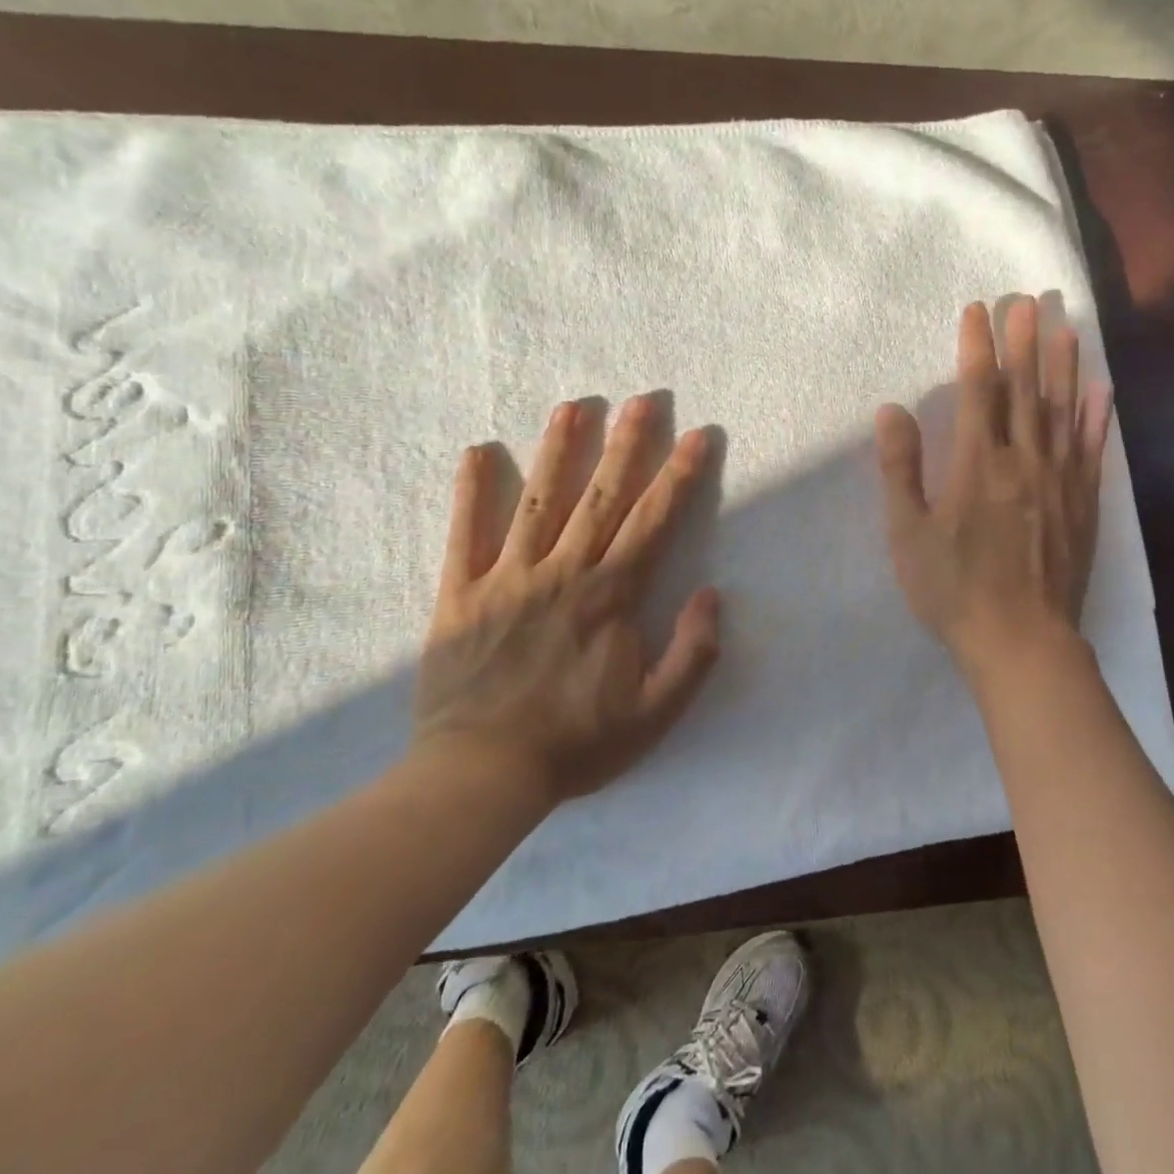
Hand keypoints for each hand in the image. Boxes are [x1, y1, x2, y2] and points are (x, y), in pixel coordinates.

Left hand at [413, 397, 721, 804]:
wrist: (481, 774)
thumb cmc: (577, 743)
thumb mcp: (656, 713)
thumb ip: (693, 652)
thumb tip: (712, 595)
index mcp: (611, 596)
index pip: (654, 521)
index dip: (679, 475)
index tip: (698, 436)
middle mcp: (563, 572)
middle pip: (601, 496)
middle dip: (627, 444)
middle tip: (644, 400)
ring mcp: (508, 577)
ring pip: (538, 501)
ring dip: (558, 450)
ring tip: (573, 406)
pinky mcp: (460, 594)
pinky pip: (465, 534)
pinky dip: (470, 492)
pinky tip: (476, 451)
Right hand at [874, 298, 1112, 676]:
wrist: (1021, 640)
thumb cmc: (954, 590)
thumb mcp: (908, 533)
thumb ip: (900, 468)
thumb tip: (892, 409)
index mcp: (978, 464)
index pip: (979, 390)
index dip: (977, 347)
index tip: (978, 309)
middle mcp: (1024, 460)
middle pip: (1025, 389)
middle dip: (1024, 341)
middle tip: (1029, 300)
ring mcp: (1060, 480)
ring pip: (1062, 410)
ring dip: (1064, 365)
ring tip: (1066, 325)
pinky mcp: (1083, 503)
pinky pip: (1091, 449)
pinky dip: (1097, 416)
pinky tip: (1102, 389)